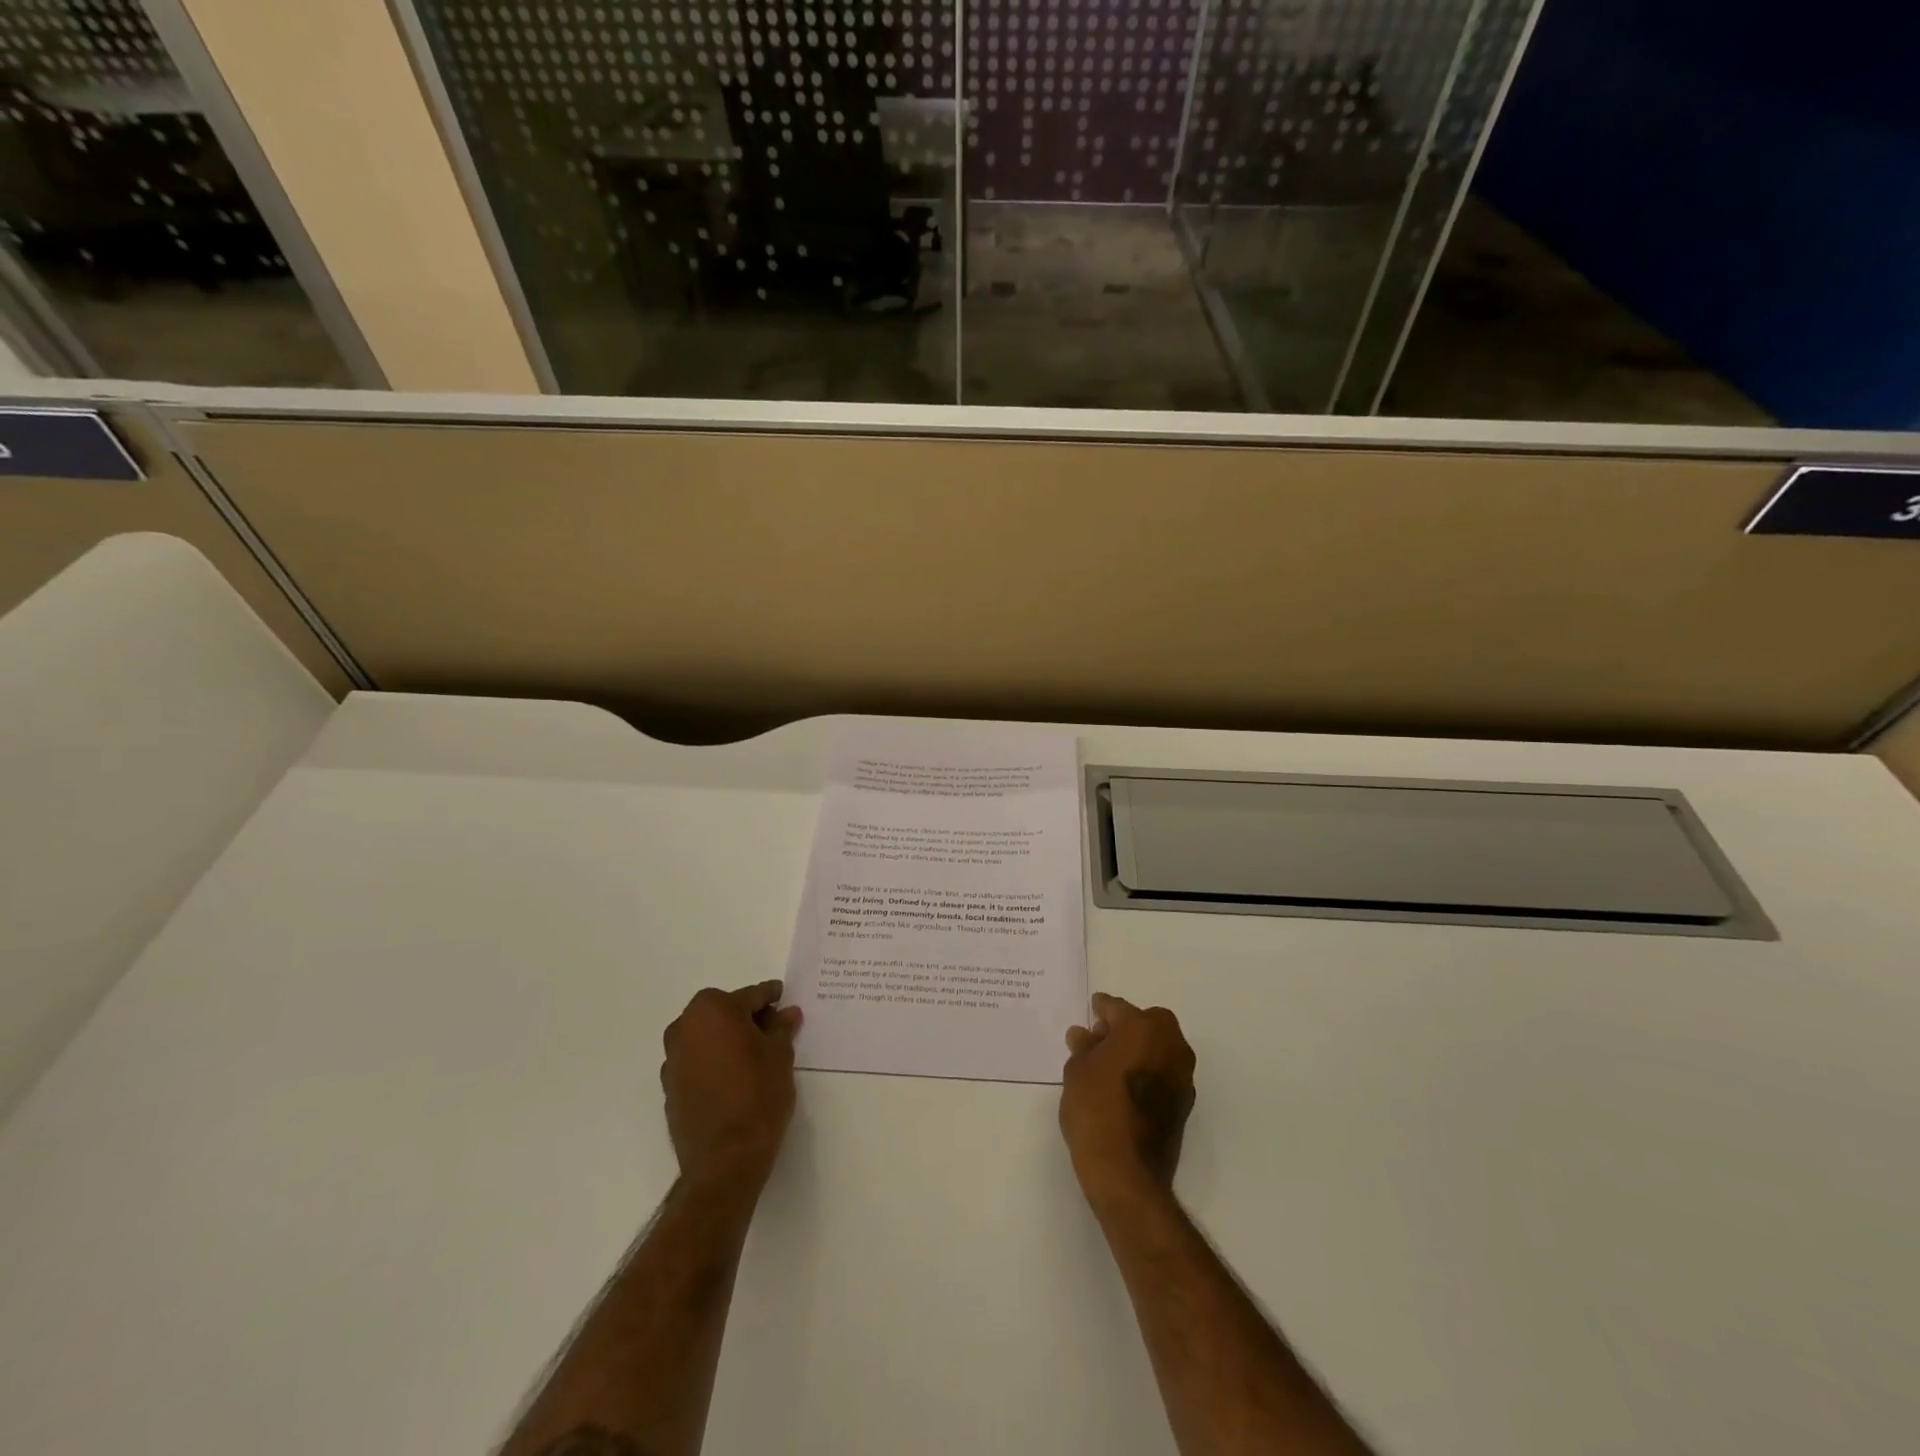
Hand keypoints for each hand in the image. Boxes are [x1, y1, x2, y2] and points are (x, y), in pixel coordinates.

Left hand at [661, 981, 801, 1191]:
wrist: (725, 1159)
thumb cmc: (758, 1095)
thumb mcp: (780, 1055)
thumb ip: (781, 1028)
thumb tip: (786, 1013)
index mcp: (713, 1010)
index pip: (750, 996)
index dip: (770, 997)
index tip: (783, 997)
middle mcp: (686, 1027)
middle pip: (723, 1012)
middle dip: (746, 1017)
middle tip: (772, 1028)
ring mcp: (673, 1059)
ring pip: (707, 1036)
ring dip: (727, 1039)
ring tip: (754, 1055)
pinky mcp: (669, 1087)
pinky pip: (696, 1061)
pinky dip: (714, 1061)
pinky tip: (734, 1077)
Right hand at [1060, 992, 1196, 1206]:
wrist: (1126, 1172)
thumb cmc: (1096, 1108)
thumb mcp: (1077, 1071)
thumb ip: (1083, 1047)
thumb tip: (1084, 1035)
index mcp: (1143, 1027)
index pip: (1117, 1008)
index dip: (1101, 1009)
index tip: (1092, 1010)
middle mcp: (1170, 1044)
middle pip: (1146, 1023)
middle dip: (1125, 1027)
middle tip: (1099, 1040)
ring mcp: (1182, 1075)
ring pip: (1158, 1047)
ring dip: (1139, 1050)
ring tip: (1109, 1065)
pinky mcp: (1185, 1103)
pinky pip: (1163, 1072)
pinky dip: (1147, 1072)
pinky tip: (1125, 1086)